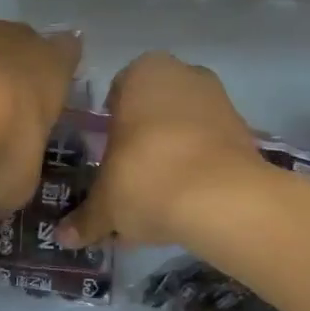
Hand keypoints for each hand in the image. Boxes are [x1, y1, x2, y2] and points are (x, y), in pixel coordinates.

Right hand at [59, 52, 263, 248]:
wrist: (222, 199)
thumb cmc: (146, 178)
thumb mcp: (106, 204)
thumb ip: (85, 218)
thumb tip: (64, 237)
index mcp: (142, 73)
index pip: (116, 93)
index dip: (109, 124)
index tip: (105, 155)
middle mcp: (183, 75)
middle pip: (152, 109)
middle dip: (142, 140)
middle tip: (127, 176)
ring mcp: (219, 100)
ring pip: (183, 128)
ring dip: (170, 155)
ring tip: (156, 199)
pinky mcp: (245, 131)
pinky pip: (208, 148)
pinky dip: (197, 169)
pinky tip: (184, 204)